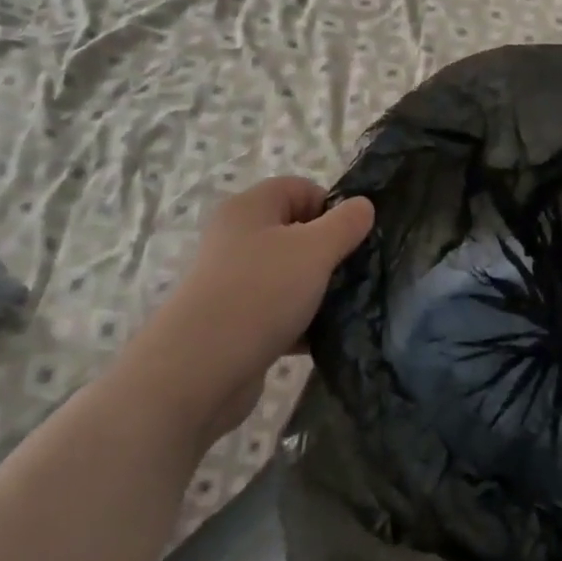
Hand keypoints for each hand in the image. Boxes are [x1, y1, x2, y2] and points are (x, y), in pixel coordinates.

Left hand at [121, 178, 374, 441]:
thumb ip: (345, 224)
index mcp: (250, 209)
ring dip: (318, 289)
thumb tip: (363, 205)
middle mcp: (237, 239)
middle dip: (329, 251)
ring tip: (346, 306)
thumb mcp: (315, 250)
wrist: (198, 372)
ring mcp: (233, 282)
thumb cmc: (260, 293)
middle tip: (355, 272)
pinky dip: (301, 321)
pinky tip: (324, 337)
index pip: (299, 188)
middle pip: (295, 232)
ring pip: (289, 275)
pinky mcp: (235, 322)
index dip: (331, 206)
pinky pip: (278, 311)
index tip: (353, 236)